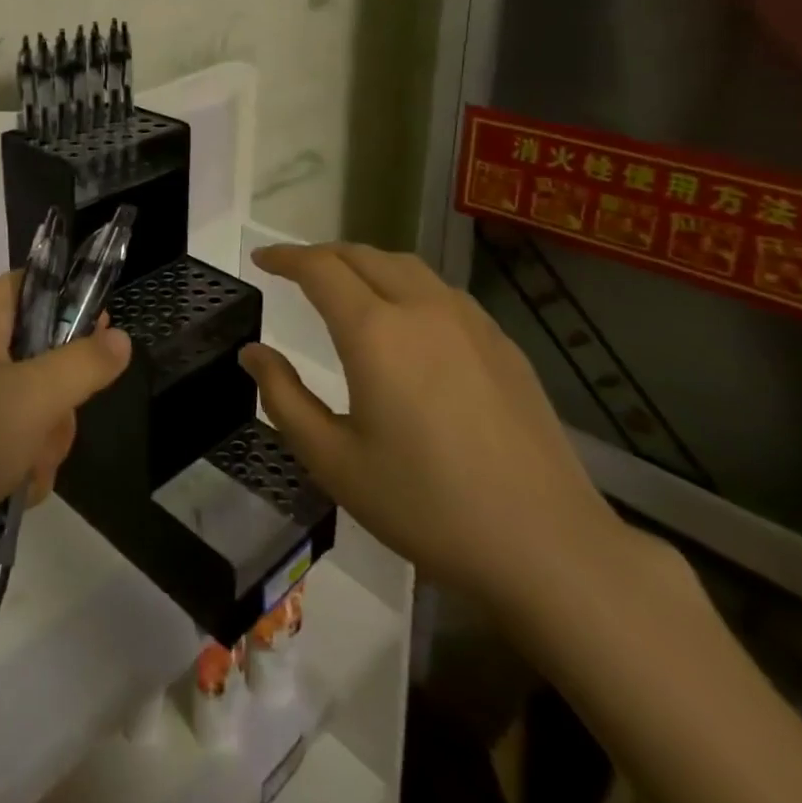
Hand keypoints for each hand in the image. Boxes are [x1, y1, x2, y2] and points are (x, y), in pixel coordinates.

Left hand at [0, 271, 131, 603]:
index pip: (31, 283)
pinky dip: (24, 467)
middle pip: (44, 351)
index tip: (99, 329)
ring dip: (45, 441)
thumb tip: (120, 336)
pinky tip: (13, 493)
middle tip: (54, 418)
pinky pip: (18, 444)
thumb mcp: (35, 397)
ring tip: (25, 468)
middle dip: (61, 396)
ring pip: (37, 406)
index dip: (68, 297)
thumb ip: (84, 363)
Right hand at [242, 243, 626, 614]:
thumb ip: (284, 398)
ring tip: (346, 286)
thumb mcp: (334, 462)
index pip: (319, 268)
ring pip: (406, 266)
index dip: (284, 257)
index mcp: (375, 332)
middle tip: (295, 271)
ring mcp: (469, 322)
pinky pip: (441, 291)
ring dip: (365, 264)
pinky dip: (406, 284)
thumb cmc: (427, 507)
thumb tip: (253, 352)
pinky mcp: (502, 343)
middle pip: (362, 255)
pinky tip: (407, 319)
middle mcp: (421, 309)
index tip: (261, 260)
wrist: (548, 547)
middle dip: (322, 255)